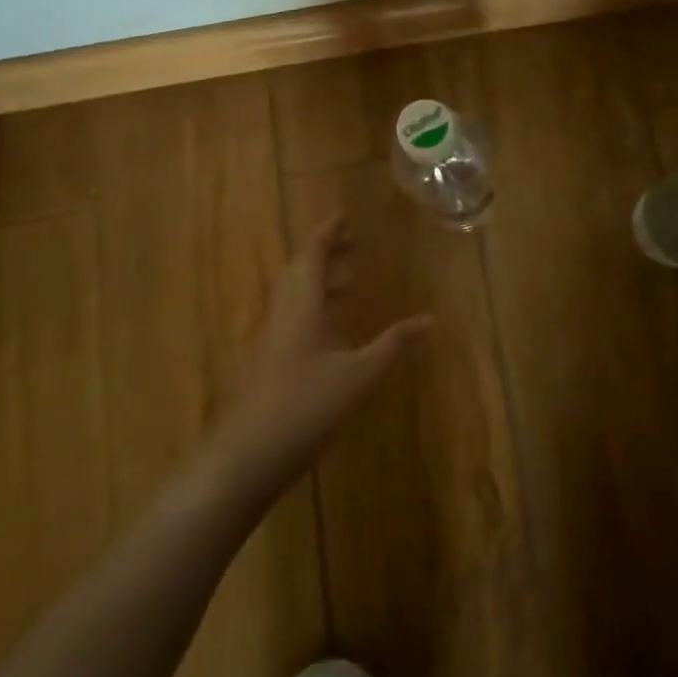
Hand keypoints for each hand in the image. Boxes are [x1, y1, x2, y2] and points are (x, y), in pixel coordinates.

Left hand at [217, 216, 432, 490]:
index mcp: (300, 307)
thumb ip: (394, 345)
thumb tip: (431, 319)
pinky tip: (332, 334)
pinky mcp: (268, 366)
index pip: (311, 257)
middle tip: (353, 246)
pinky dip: (314, 310)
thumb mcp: (359, 376)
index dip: (327, 235)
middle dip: (325, 255)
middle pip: (299, 273)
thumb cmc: (304, 407)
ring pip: (294, 299)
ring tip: (350, 284)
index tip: (344, 217)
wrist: (246, 459)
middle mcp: (282, 317)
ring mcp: (271, 342)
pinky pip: (292, 321)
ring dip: (319, 283)